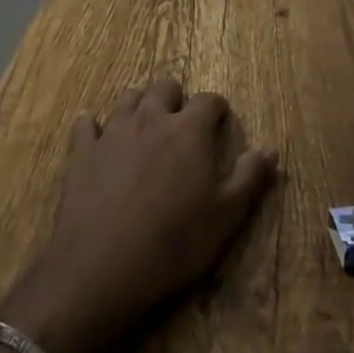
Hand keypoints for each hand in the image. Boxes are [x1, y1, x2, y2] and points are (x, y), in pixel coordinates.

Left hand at [0, 79, 277, 352]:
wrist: (103, 266)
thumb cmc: (174, 242)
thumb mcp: (226, 217)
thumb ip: (250, 178)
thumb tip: (271, 149)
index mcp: (189, 129)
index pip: (209, 100)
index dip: (216, 110)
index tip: (218, 125)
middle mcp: (152, 117)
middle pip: (165, 86)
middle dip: (175, 99)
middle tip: (179, 125)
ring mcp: (114, 130)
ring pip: (128, 98)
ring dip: (139, 106)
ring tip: (143, 128)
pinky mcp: (83, 151)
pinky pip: (86, 124)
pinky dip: (93, 128)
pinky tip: (97, 140)